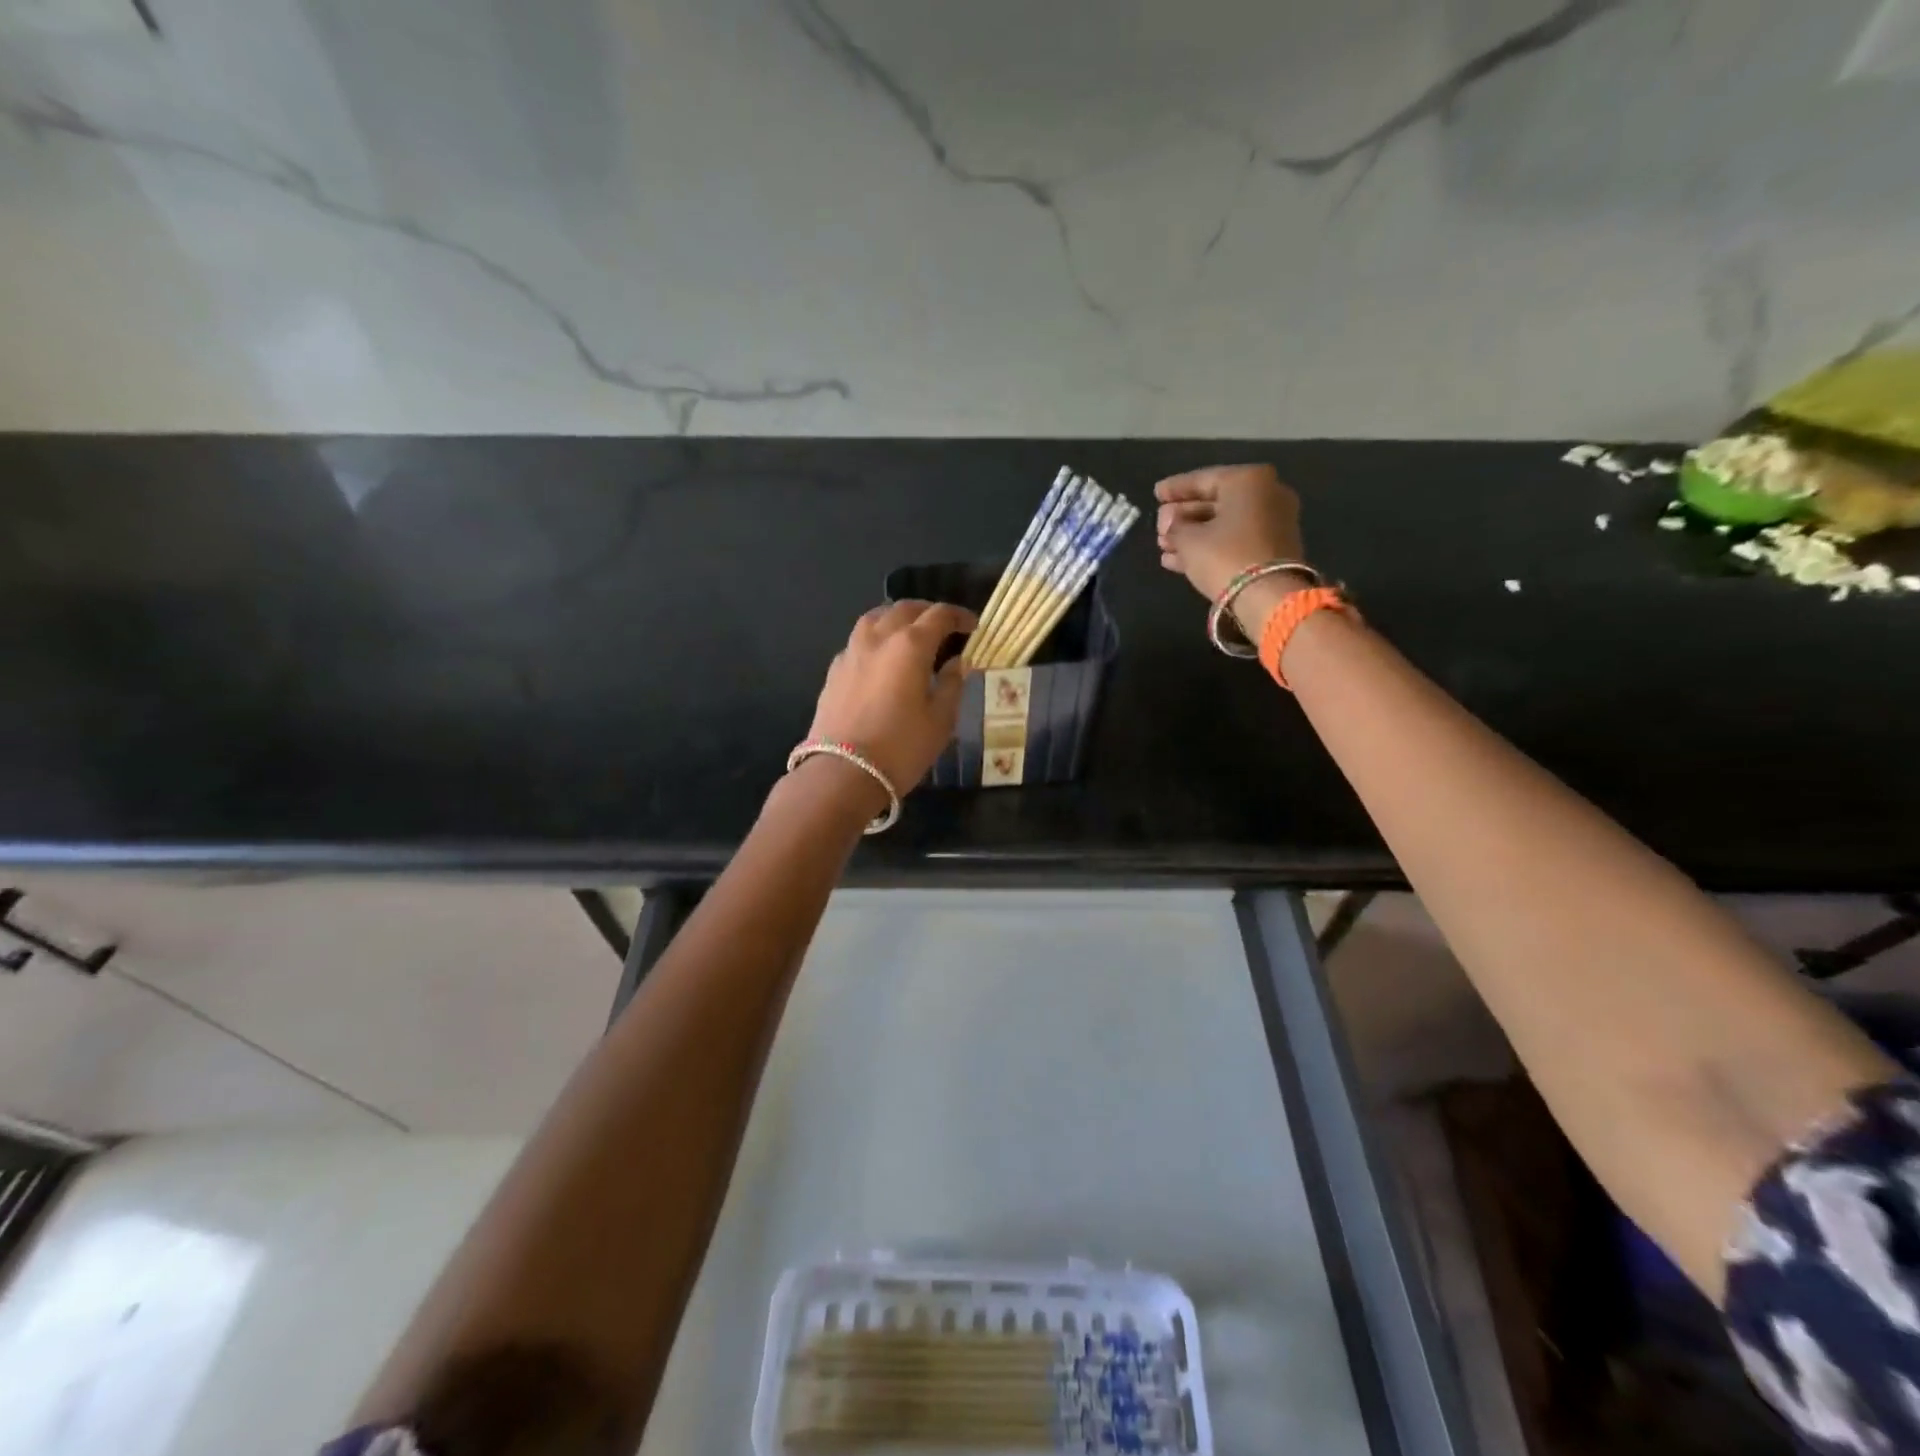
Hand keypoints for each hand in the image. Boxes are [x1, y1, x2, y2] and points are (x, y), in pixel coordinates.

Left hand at [807, 600, 976, 794]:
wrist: (842, 773)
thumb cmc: (901, 747)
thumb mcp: (940, 720)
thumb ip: (952, 684)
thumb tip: (957, 663)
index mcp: (910, 645)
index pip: (939, 615)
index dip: (960, 616)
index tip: (974, 627)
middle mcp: (878, 638)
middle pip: (905, 609)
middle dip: (928, 612)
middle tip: (944, 627)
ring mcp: (851, 652)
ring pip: (875, 618)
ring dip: (897, 618)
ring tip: (910, 634)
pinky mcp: (834, 670)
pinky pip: (858, 641)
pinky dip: (876, 639)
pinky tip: (882, 659)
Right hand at [1154, 465, 1307, 602]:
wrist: (1268, 597)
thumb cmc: (1225, 556)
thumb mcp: (1189, 540)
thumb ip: (1174, 526)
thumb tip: (1170, 524)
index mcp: (1248, 480)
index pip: (1203, 479)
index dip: (1175, 488)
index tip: (1155, 494)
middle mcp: (1266, 494)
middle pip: (1215, 501)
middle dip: (1183, 515)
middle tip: (1159, 526)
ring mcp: (1272, 522)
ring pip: (1223, 524)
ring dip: (1191, 534)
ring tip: (1163, 546)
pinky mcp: (1271, 548)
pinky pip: (1233, 540)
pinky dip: (1208, 547)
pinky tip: (1178, 560)